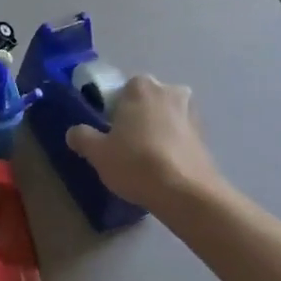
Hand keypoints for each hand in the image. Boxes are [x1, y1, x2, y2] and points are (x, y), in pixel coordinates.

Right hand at [66, 75, 224, 210]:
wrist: (187, 193)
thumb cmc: (136, 163)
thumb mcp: (98, 153)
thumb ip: (82, 137)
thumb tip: (74, 132)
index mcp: (142, 87)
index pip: (123, 88)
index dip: (115, 109)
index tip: (110, 130)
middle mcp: (170, 91)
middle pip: (148, 101)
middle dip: (139, 116)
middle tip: (126, 143)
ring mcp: (192, 113)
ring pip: (167, 117)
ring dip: (159, 130)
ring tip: (146, 159)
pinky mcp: (206, 137)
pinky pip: (182, 135)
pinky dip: (173, 146)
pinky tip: (164, 168)